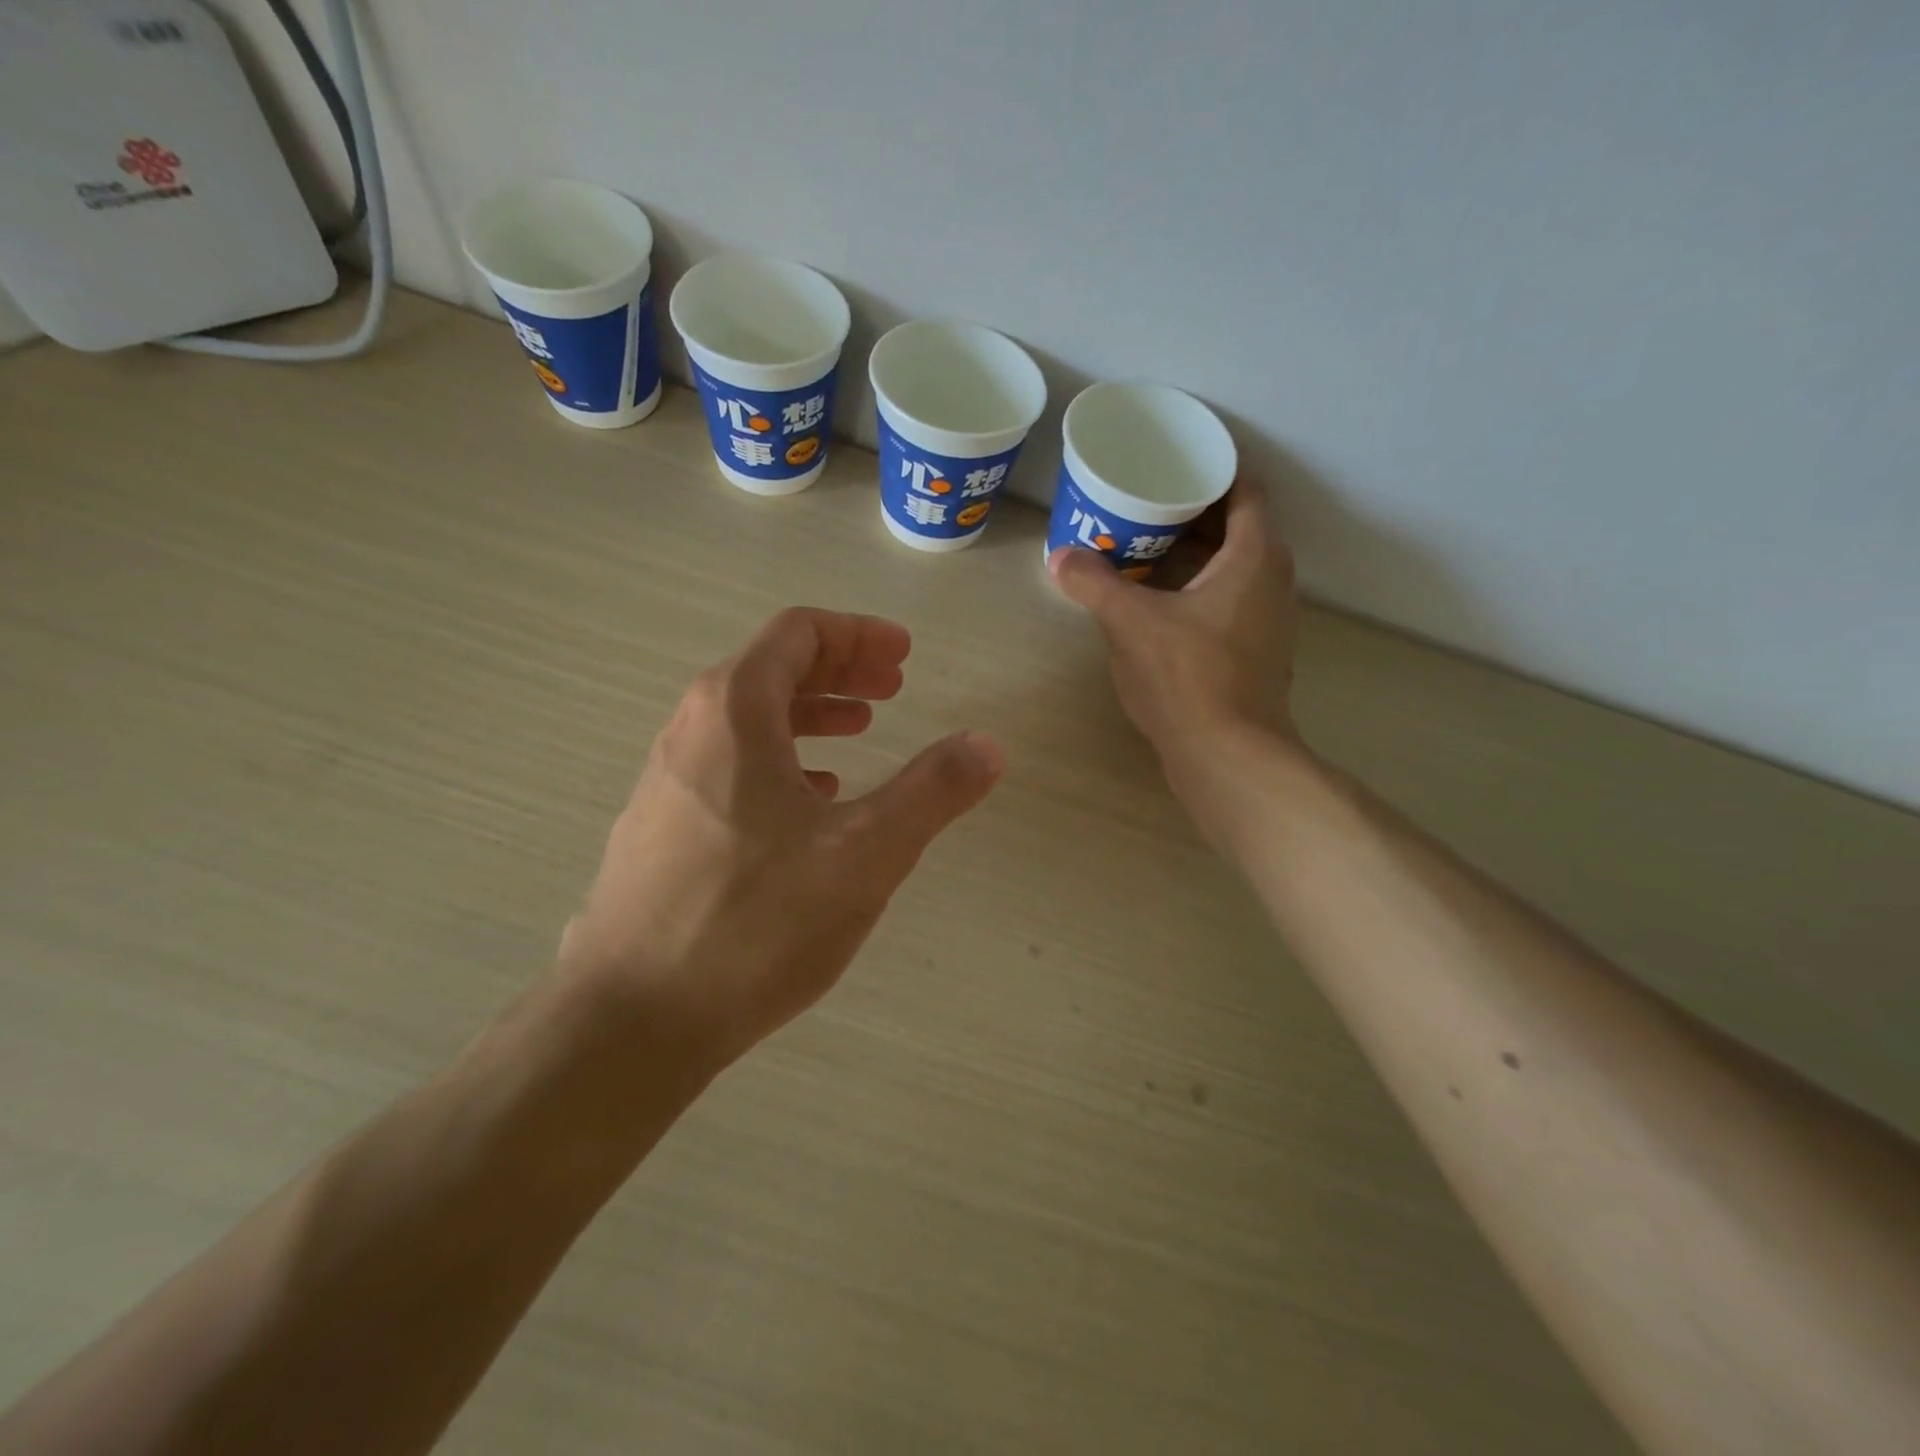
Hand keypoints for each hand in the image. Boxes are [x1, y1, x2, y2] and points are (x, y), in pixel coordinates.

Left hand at [558, 608, 1001, 1069]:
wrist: (632, 1018)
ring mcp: (667, 781)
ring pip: (749, 720)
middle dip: (840, 670)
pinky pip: (729, 765)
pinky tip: (811, 799)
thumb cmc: (755, 921)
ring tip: (860, 731)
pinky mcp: (659, 829)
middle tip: (893, 688)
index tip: (903, 655)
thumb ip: (932, 792)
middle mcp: (690, 730)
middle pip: (771, 668)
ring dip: (811, 713)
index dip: (857, 634)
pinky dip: (780, 759)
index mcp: (734, 711)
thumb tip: (987, 745)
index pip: (798, 633)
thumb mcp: (865, 853)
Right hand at [1048, 482, 1299, 767]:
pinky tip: (1163, 602)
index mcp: (1255, 554)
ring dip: (1198, 552)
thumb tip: (1059, 557)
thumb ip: (1094, 584)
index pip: (1244, 487)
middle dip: (1194, 510)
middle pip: (1239, 525)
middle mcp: (1274, 578)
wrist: (1228, 755)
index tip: (1173, 463)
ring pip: (1236, 565)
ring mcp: (1271, 618)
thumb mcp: (1130, 623)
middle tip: (1146, 502)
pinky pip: (1231, 598)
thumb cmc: (1188, 676)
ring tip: (1148, 548)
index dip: (1212, 469)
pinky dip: (1201, 587)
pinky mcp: (1259, 650)